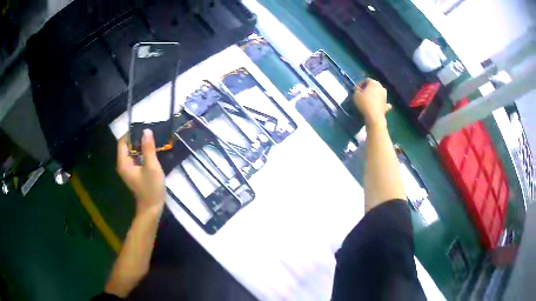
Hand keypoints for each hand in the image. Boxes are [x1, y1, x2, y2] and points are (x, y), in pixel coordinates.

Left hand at [117, 129, 164, 214]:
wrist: (152, 208)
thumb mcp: (152, 167)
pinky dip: (141, 153)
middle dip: (137, 139)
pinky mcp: (133, 172)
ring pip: (131, 151)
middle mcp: (123, 164)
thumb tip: (146, 131)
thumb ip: (148, 148)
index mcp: (123, 162)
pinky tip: (151, 152)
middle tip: (150, 135)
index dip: (131, 133)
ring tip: (152, 142)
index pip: (122, 142)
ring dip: (140, 145)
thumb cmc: (151, 188)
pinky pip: (135, 157)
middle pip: (126, 145)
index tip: (143, 129)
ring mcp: (128, 169)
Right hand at [353, 78, 390, 125]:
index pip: (366, 80)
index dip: (360, 84)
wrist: (374, 116)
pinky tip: (379, 105)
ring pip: (379, 93)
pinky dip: (381, 103)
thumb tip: (357, 88)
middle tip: (362, 93)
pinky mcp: (386, 104)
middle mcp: (381, 87)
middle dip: (368, 88)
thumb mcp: (355, 95)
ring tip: (369, 99)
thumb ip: (356, 89)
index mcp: (373, 83)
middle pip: (374, 85)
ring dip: (375, 94)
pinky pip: (383, 102)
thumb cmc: (364, 103)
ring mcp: (385, 96)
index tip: (356, 89)